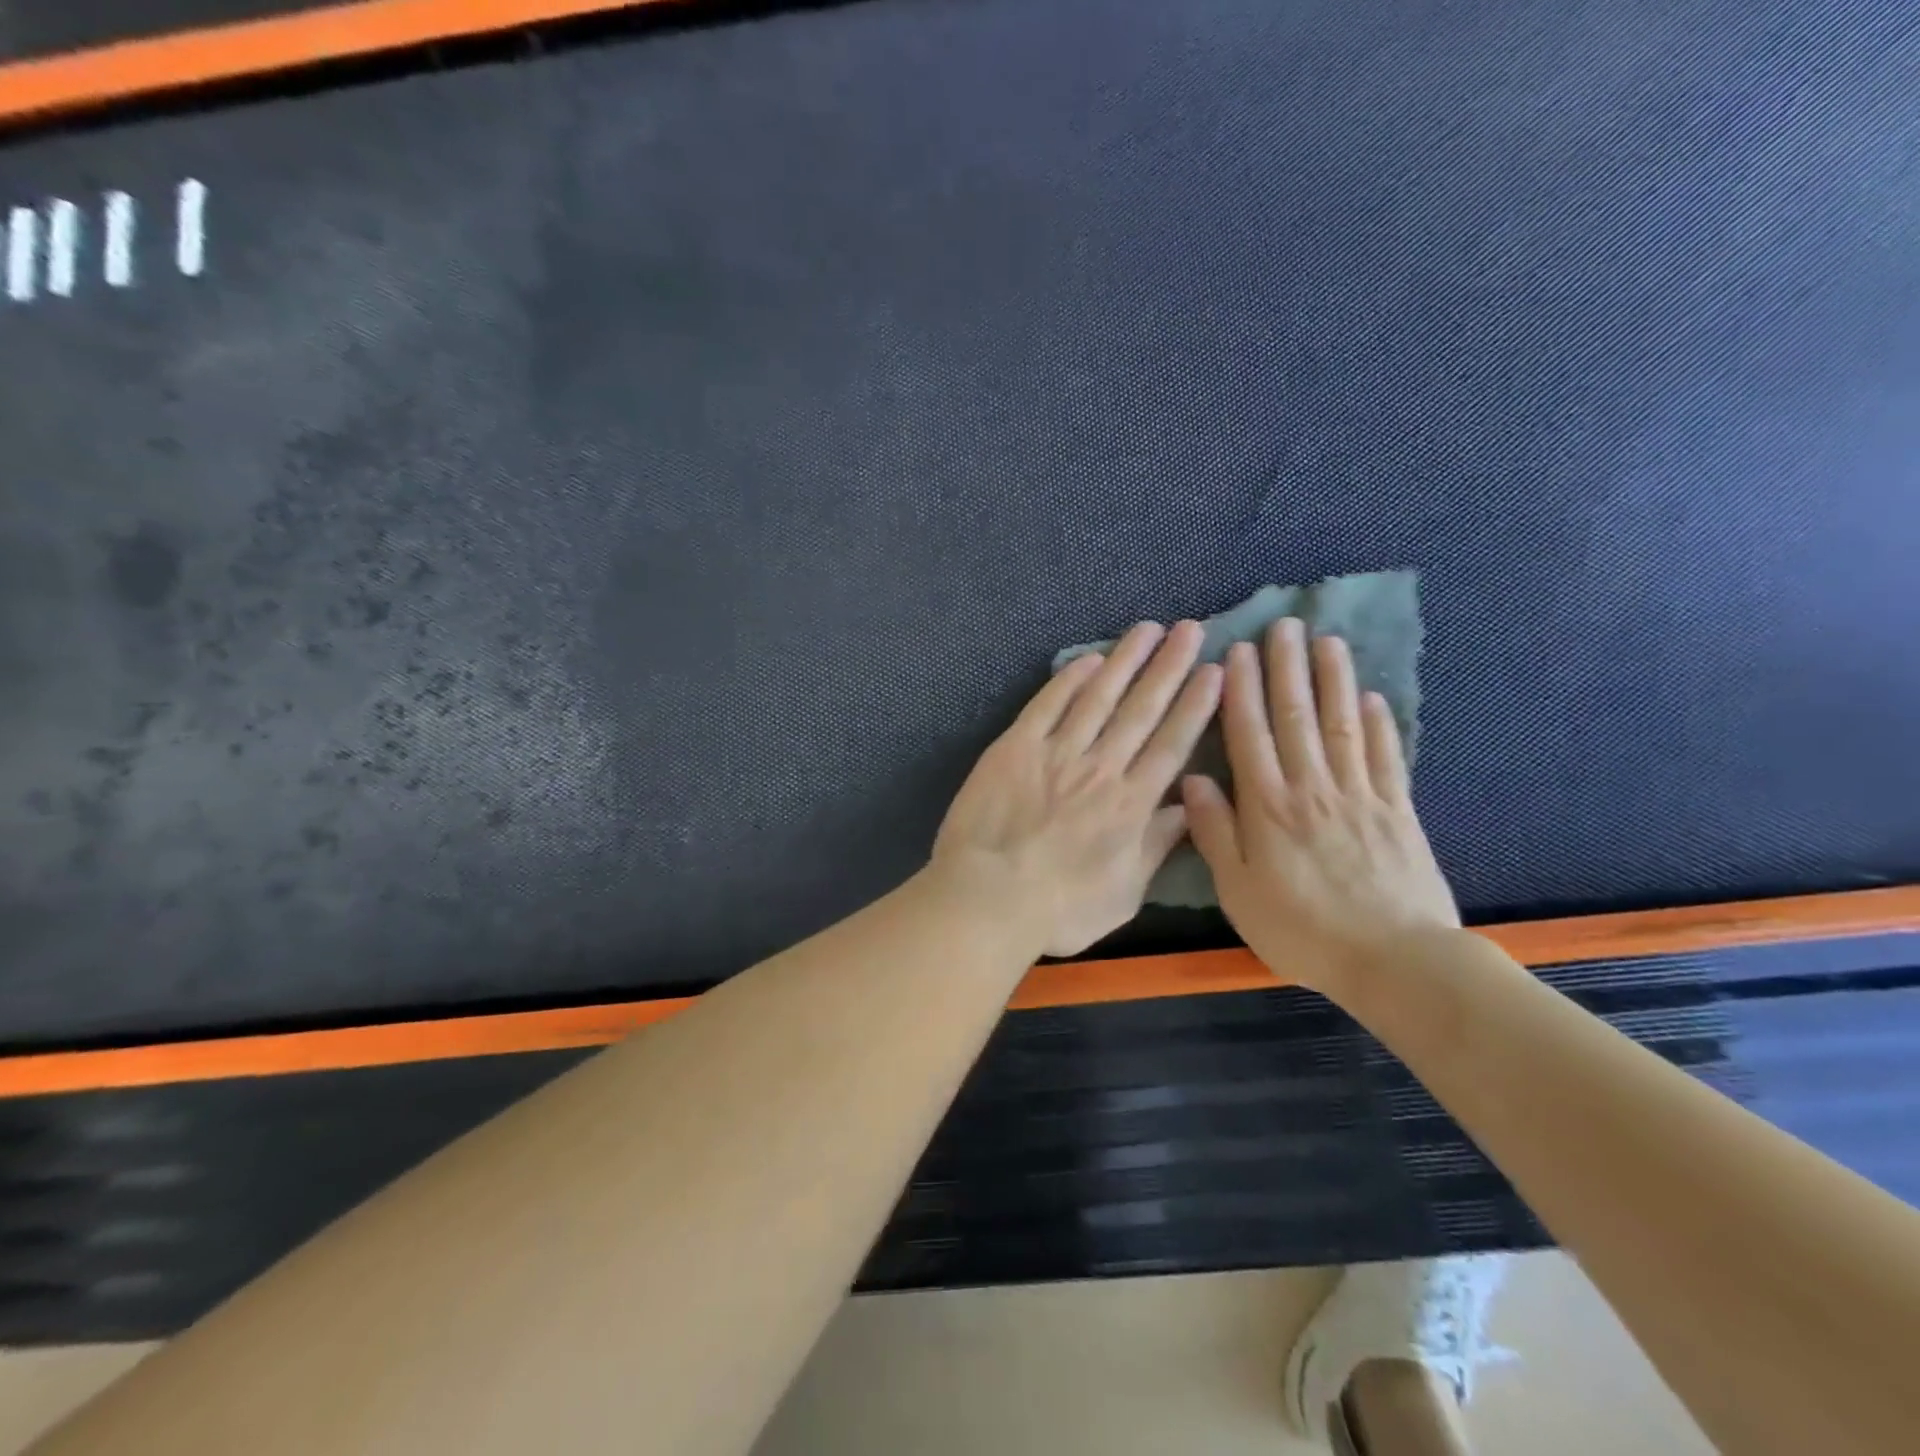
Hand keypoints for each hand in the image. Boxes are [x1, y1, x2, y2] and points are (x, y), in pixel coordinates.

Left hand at [933, 620, 1222, 957]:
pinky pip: (1048, 705)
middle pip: (1142, 710)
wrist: (988, 898)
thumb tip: (1185, 808)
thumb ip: (1155, 847)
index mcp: (1131, 805)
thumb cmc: (1059, 909)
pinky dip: (1069, 680)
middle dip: (1170, 667)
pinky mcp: (1015, 747)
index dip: (1195, 705)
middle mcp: (1101, 768)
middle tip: (1191, 629)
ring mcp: (1056, 753)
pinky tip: (1089, 659)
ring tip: (1148, 629)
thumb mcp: (1124, 894)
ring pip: (1099, 697)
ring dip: (1126, 661)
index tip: (1214, 671)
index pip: (1172, 744)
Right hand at [1182, 617, 1457, 998]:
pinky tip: (1371, 697)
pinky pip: (1386, 756)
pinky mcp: (1397, 810)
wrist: (1394, 960)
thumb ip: (1215, 832)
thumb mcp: (1238, 890)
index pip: (1250, 734)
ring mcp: (1359, 794)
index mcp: (1267, 806)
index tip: (1239, 651)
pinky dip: (1379, 723)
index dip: (1242, 690)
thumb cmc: (1301, 929)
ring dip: (1332, 680)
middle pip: (1297, 717)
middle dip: (1287, 668)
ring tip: (1327, 642)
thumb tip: (1192, 780)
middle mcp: (1312, 787)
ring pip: (1342, 724)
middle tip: (1284, 626)